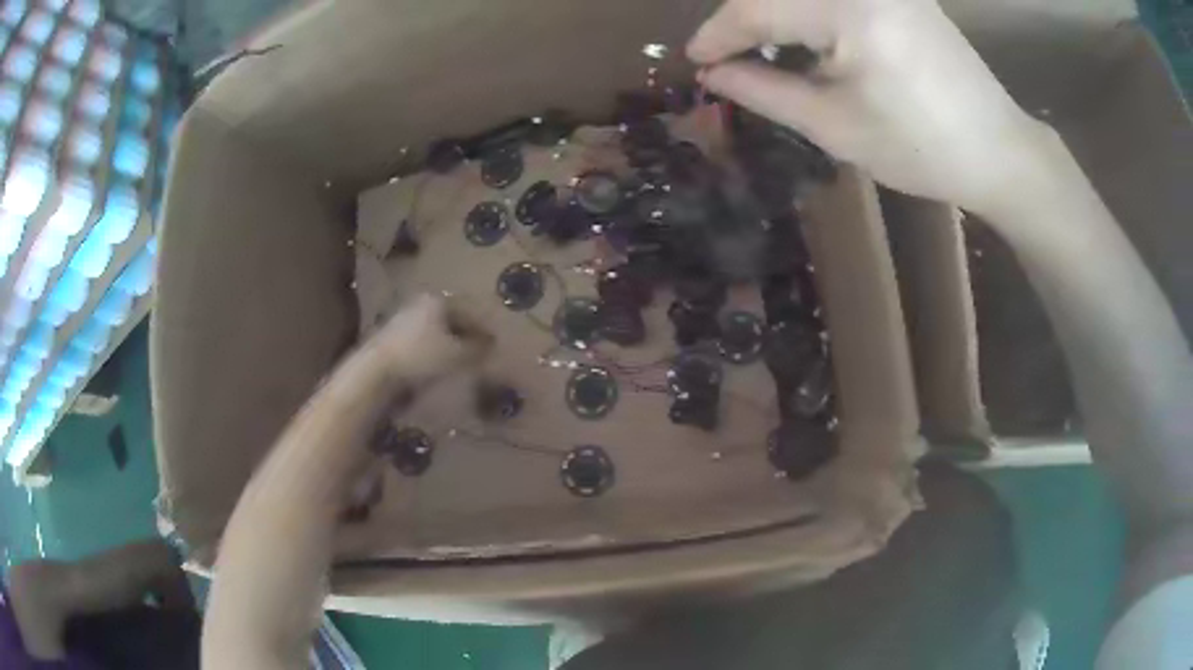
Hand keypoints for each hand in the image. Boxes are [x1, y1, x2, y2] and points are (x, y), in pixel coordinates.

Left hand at [367, 293, 492, 381]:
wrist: (375, 372)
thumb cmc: (421, 357)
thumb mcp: (457, 355)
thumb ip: (478, 349)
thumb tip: (491, 345)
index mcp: (437, 299)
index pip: (468, 311)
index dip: (483, 329)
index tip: (495, 345)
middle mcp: (419, 303)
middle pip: (450, 319)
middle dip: (466, 335)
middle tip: (479, 353)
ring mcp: (402, 319)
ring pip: (434, 331)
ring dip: (448, 345)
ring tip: (459, 363)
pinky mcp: (390, 338)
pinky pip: (420, 343)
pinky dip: (432, 352)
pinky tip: (436, 368)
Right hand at [688, 0, 1057, 214]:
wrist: (998, 150)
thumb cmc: (923, 149)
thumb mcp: (837, 127)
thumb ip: (766, 92)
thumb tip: (712, 76)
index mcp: (850, 9)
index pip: (758, 8)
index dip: (718, 34)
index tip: (695, 61)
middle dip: (744, 21)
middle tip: (724, 58)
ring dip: (775, 16)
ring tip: (759, 51)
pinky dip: (807, 12)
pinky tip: (803, 38)